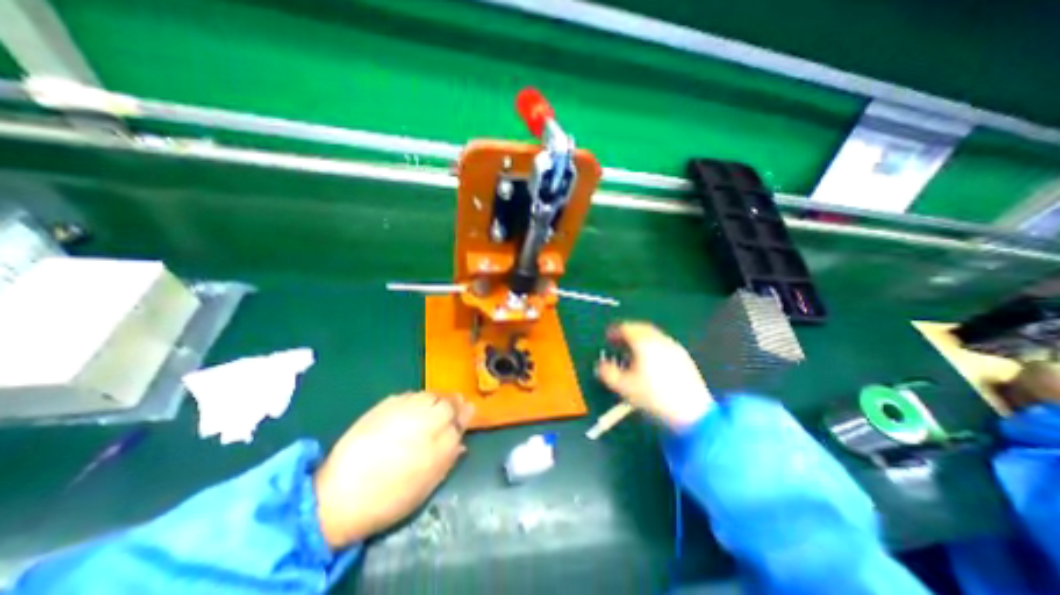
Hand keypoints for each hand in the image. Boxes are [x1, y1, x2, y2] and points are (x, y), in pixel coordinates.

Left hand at [311, 393, 472, 551]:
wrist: (340, 496)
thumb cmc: (390, 498)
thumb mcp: (427, 485)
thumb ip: (448, 458)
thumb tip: (461, 442)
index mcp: (440, 442)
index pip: (461, 417)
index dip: (465, 413)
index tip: (467, 411)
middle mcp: (427, 420)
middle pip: (447, 401)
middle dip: (452, 402)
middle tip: (451, 407)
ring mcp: (406, 409)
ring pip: (429, 395)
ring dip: (435, 399)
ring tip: (431, 408)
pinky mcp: (385, 404)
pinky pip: (409, 395)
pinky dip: (416, 399)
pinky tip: (411, 410)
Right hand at [594, 324, 711, 429]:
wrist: (693, 414)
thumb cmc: (654, 397)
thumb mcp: (624, 387)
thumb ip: (607, 373)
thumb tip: (600, 365)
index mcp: (644, 343)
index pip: (626, 328)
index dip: (614, 331)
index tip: (608, 338)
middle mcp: (660, 340)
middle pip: (640, 329)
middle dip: (627, 334)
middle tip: (618, 343)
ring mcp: (674, 348)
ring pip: (653, 336)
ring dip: (640, 340)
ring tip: (632, 354)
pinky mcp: (684, 358)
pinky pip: (663, 345)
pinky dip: (652, 348)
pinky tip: (651, 362)